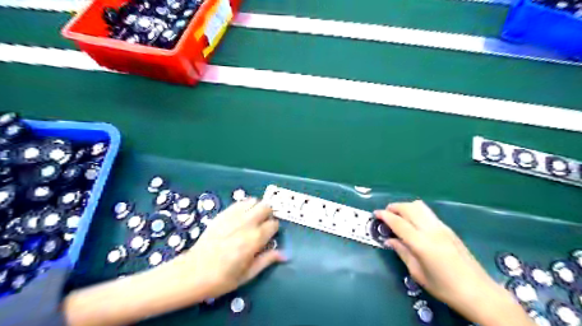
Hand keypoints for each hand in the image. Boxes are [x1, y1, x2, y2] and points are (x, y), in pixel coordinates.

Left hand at [171, 198, 286, 298]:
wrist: (192, 273)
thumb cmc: (222, 278)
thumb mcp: (248, 274)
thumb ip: (267, 260)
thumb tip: (284, 254)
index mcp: (255, 239)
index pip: (274, 224)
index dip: (274, 230)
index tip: (269, 236)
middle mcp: (246, 223)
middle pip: (266, 207)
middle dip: (268, 214)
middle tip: (263, 225)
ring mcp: (233, 216)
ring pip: (253, 201)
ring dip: (256, 208)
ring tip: (252, 219)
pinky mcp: (222, 214)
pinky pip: (239, 203)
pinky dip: (244, 206)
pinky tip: (240, 217)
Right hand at [376, 201, 532, 324]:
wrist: (479, 292)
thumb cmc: (445, 288)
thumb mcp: (418, 274)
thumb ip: (402, 253)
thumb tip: (389, 240)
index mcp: (422, 243)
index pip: (399, 223)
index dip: (385, 216)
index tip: (375, 213)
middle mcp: (432, 230)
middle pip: (409, 208)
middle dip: (395, 207)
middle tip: (386, 214)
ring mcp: (442, 227)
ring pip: (420, 206)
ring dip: (406, 207)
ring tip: (398, 216)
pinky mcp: (448, 229)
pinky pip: (428, 213)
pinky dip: (416, 211)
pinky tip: (413, 223)